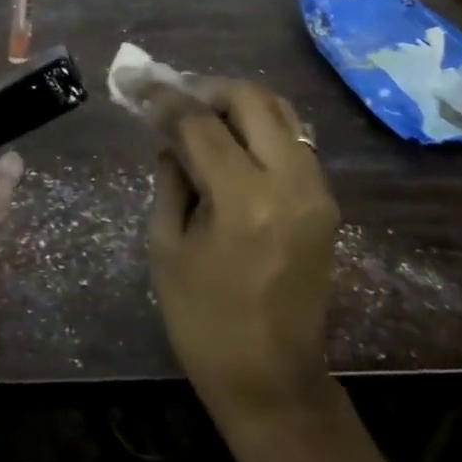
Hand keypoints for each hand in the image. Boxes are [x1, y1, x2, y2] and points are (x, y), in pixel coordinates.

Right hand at [147, 79, 339, 424]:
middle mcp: (291, 183)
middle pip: (253, 100)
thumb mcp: (167, 246)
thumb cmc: (204, 320)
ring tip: (200, 115)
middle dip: (207, 88)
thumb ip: (170, 180)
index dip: (163, 97)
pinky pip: (293, 143)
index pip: (199, 122)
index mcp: (244, 199)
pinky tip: (230, 144)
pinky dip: (260, 130)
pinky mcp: (326, 205)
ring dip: (238, 104)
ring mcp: (317, 192)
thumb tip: (171, 140)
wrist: (272, 380)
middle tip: (173, 96)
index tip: (136, 82)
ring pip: (282, 114)